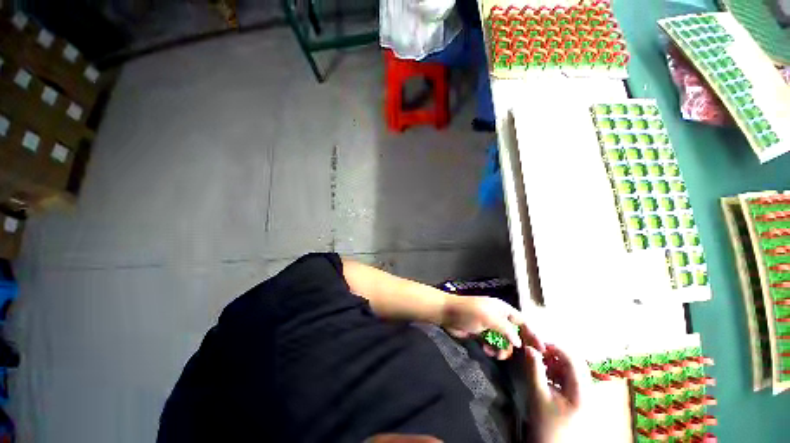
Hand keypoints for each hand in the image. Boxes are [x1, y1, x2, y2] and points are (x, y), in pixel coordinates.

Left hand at [441, 296, 543, 358]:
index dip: (532, 334)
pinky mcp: (481, 334)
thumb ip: (506, 329)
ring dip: (503, 349)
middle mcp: (498, 317)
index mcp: (502, 309)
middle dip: (517, 345)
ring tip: (496, 354)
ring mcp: (490, 326)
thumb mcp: (489, 317)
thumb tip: (519, 342)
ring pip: (504, 341)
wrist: (447, 313)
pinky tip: (487, 350)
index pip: (522, 321)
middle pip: (515, 333)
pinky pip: (493, 344)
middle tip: (521, 358)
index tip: (542, 350)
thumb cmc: (469, 312)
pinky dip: (493, 349)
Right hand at [525, 344, 590, 442]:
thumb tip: (529, 347)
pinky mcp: (579, 400)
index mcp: (582, 390)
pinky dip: (558, 373)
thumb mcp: (539, 395)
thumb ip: (534, 369)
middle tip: (537, 352)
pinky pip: (571, 380)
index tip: (536, 344)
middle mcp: (588, 390)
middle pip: (574, 363)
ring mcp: (585, 396)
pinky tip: (546, 375)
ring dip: (555, 363)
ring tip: (539, 363)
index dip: (554, 347)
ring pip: (572, 370)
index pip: (573, 358)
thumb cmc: (547, 424)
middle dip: (554, 354)